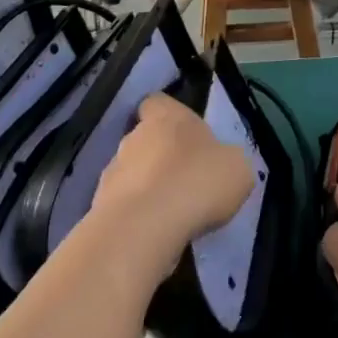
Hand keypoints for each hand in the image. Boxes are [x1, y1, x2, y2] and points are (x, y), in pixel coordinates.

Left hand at [91, 94, 255, 273]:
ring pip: (132, 173)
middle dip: (160, 157)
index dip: (168, 116)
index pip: (157, 102)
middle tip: (184, 182)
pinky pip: (122, 206)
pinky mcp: (101, 205)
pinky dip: (136, 216)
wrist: (146, 227)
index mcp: (166, 116)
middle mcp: (134, 135)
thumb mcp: (237, 168)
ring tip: (170, 215)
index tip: (184, 135)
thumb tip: (223, 164)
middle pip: (144, 139)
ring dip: (146, 188)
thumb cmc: (197, 182)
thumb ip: (229, 160)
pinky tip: (154, 234)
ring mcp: (113, 170)